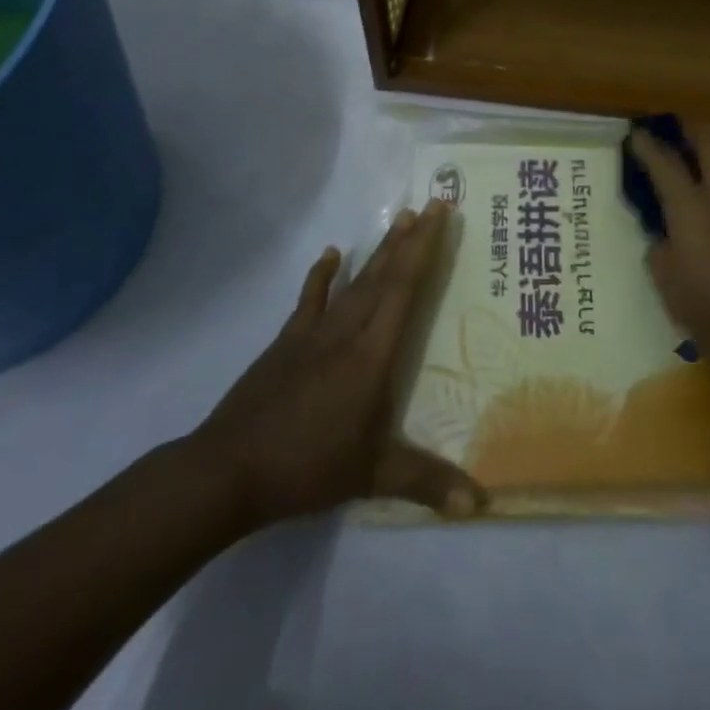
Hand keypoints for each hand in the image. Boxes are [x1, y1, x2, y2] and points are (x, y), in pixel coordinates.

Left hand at [182, 203, 485, 529]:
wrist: (228, 470)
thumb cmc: (306, 467)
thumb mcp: (372, 476)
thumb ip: (427, 483)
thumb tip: (481, 504)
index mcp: (372, 354)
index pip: (405, 289)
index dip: (425, 249)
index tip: (440, 214)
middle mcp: (347, 331)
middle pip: (384, 275)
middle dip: (410, 239)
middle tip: (431, 205)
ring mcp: (314, 332)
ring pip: (355, 281)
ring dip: (380, 250)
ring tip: (400, 219)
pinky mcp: (287, 341)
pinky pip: (310, 298)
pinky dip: (322, 274)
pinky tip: (332, 253)